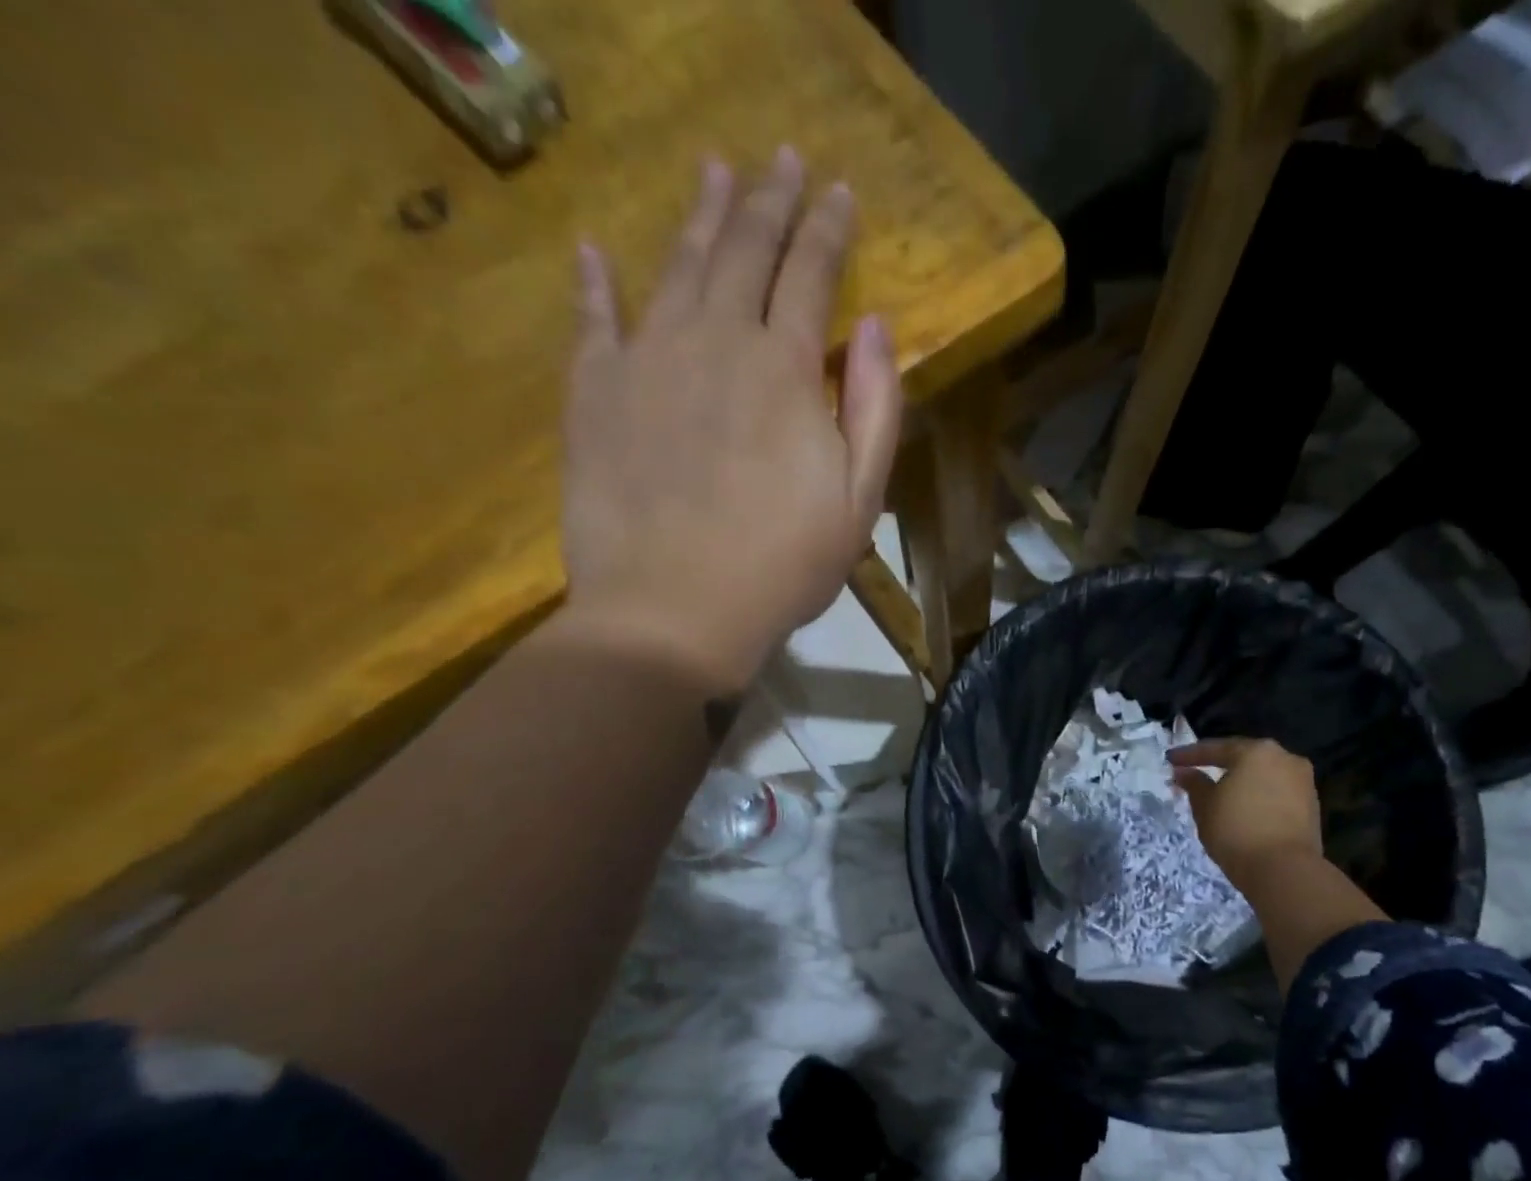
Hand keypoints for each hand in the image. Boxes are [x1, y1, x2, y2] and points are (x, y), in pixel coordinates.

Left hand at [559, 148, 903, 679]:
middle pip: (745, 251)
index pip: (811, 274)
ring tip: (715, 173)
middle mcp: (716, 341)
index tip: (840, 191)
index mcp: (786, 369)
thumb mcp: (858, 502)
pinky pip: (593, 320)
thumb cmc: (781, 567)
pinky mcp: (595, 393)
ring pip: (677, 266)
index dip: (828, 228)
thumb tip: (878, 328)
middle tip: (782, 159)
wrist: (673, 612)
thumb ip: (875, 410)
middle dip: (770, 201)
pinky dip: (595, 282)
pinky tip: (593, 251)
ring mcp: (647, 359)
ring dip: (701, 216)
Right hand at [1167, 738, 1323, 890]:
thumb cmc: (1236, 831)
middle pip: (1244, 758)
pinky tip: (1244, 807)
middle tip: (1195, 772)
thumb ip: (1195, 784)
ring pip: (1263, 775)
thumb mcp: (1205, 807)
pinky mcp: (1312, 805)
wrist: (1285, 871)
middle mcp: (1284, 758)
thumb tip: (1185, 772)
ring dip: (1241, 781)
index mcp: (1256, 751)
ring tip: (1219, 793)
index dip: (1189, 755)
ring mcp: (1303, 781)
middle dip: (1218, 765)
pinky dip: (1258, 796)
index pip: (1215, 748)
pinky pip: (1276, 792)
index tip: (1170, 760)